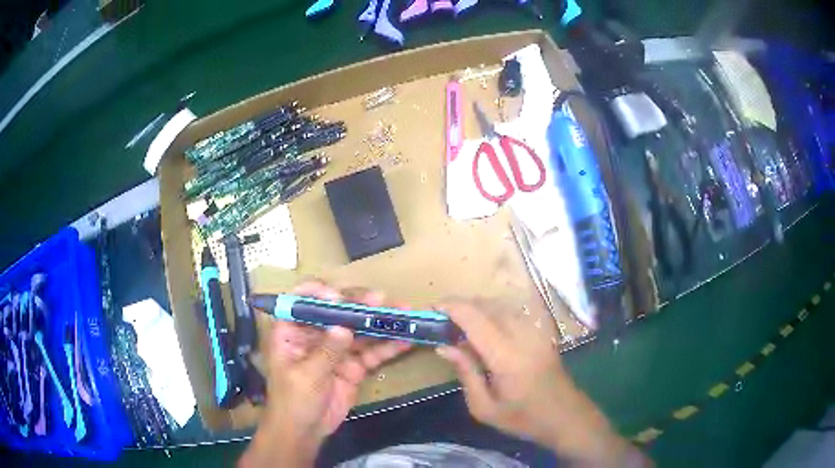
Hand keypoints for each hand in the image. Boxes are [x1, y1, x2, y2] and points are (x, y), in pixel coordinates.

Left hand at [240, 282, 411, 467]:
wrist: (306, 431)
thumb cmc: (293, 401)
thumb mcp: (305, 377)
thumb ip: (326, 352)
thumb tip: (344, 327)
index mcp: (292, 331)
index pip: (301, 301)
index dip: (317, 293)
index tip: (338, 297)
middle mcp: (315, 334)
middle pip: (337, 312)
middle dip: (359, 304)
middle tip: (381, 300)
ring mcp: (337, 349)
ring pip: (359, 330)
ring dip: (380, 323)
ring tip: (403, 315)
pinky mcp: (354, 365)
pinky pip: (372, 353)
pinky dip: (388, 347)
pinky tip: (405, 340)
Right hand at [436, 299, 645, 466]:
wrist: (565, 417)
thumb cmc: (523, 418)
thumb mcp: (484, 407)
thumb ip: (465, 373)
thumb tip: (444, 346)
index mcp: (506, 357)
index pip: (476, 319)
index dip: (453, 307)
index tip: (433, 308)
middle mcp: (523, 336)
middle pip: (489, 305)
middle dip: (463, 304)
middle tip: (443, 317)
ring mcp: (536, 332)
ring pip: (502, 305)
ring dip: (479, 306)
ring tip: (460, 321)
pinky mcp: (542, 333)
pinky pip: (514, 313)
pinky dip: (495, 311)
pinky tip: (486, 327)